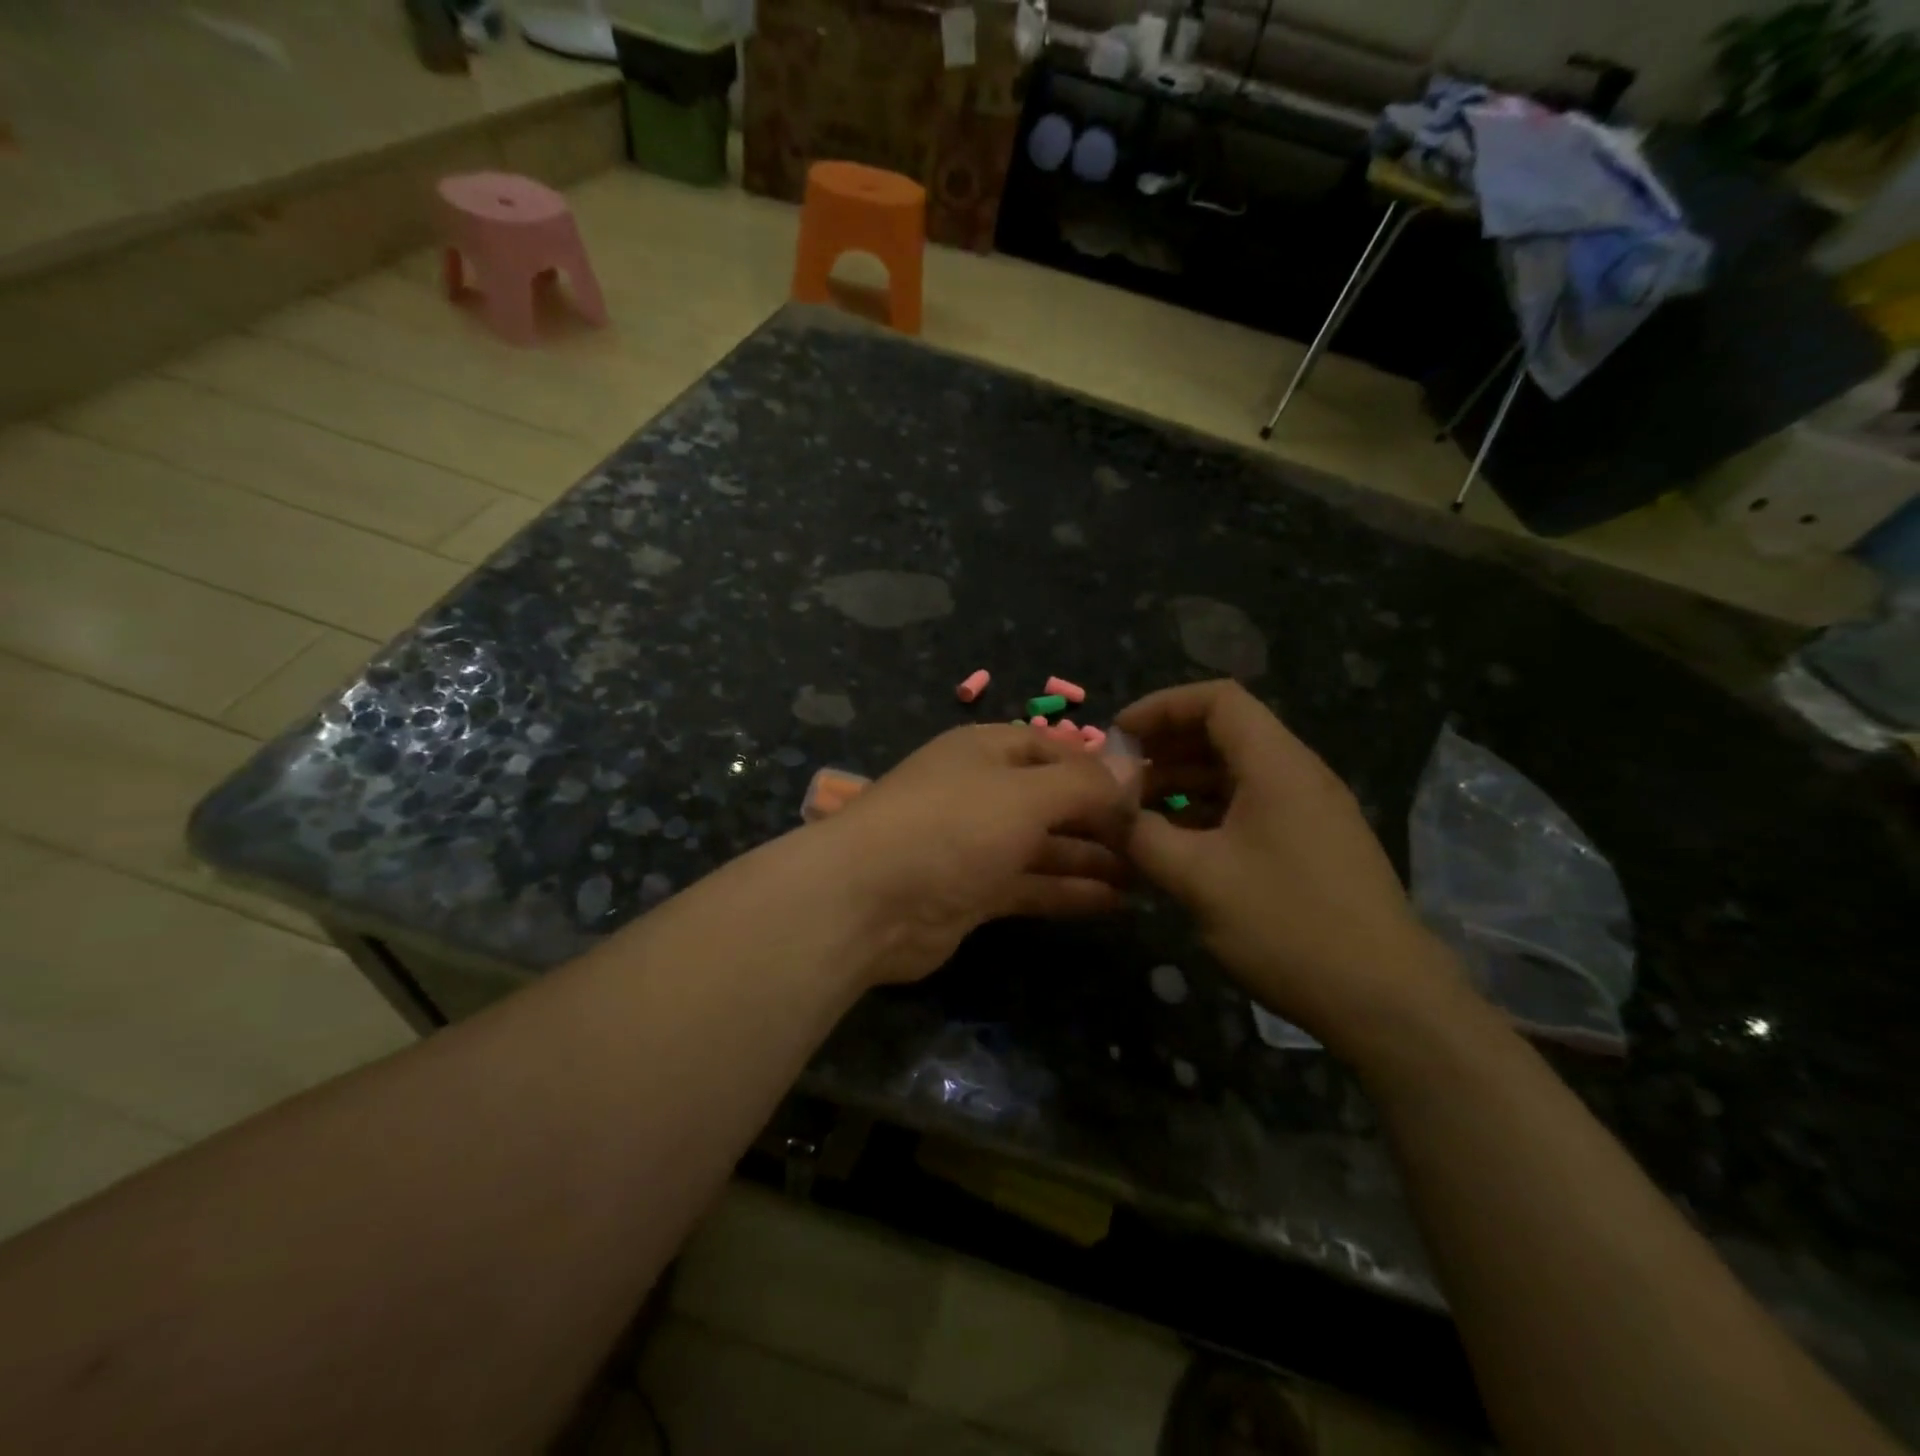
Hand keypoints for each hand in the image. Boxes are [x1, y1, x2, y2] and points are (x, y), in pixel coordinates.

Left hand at [820, 724, 1134, 984]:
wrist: (867, 902)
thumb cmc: (951, 827)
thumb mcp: (1024, 794)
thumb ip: (1082, 784)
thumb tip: (1130, 768)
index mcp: (984, 752)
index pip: (1051, 749)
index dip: (1097, 768)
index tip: (1146, 792)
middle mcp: (980, 793)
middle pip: (1051, 799)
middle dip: (1100, 818)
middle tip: (1155, 842)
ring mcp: (974, 846)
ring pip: (1044, 846)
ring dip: (1091, 858)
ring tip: (1147, 875)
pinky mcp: (972, 893)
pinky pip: (1030, 886)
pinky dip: (1068, 891)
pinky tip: (1115, 902)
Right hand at [1116, 681, 1457, 1039]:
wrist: (1387, 1002)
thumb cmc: (1288, 925)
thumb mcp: (1198, 879)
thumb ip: (1141, 835)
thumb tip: (1099, 808)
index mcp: (1277, 765)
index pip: (1217, 699)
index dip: (1161, 707)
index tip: (1117, 737)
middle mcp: (1298, 775)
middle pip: (1225, 732)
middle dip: (1165, 747)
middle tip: (1119, 778)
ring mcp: (1311, 812)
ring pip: (1236, 773)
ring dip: (1183, 783)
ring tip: (1137, 813)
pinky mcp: (1314, 846)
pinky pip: (1252, 807)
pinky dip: (1209, 812)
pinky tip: (1178, 845)